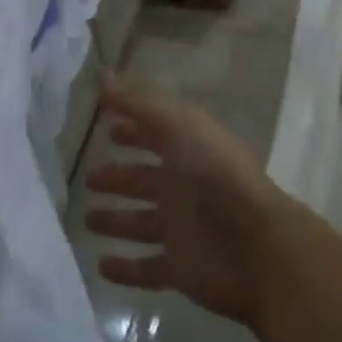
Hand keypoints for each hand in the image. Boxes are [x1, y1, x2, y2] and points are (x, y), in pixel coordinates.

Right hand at [85, 71, 292, 327]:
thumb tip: (102, 73)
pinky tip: (101, 265)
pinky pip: (146, 268)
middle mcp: (182, 185)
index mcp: (186, 148)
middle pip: (143, 179)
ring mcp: (180, 227)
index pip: (153, 133)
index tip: (104, 123)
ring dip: (116, 220)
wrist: (255, 245)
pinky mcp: (179, 268)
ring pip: (140, 222)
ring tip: (86, 219)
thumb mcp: (176, 126)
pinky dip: (125, 268)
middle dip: (117, 176)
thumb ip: (138, 102)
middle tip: (88, 177)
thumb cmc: (214, 174)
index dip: (130, 127)